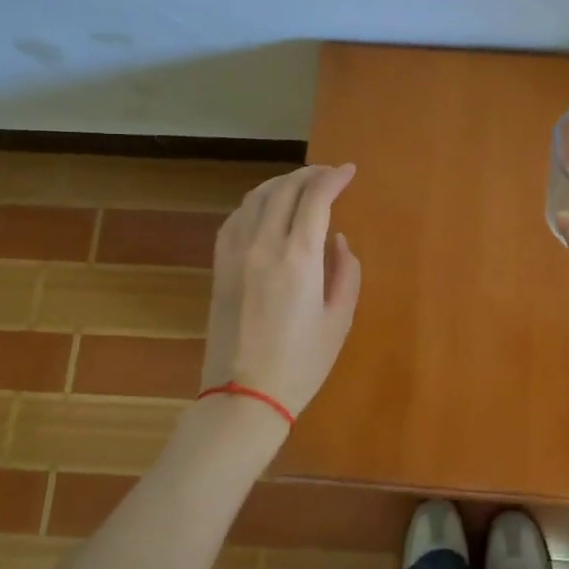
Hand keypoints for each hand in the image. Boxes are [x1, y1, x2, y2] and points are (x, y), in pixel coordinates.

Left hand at [200, 163, 362, 420]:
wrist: (243, 396)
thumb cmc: (301, 363)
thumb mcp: (339, 319)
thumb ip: (346, 271)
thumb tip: (336, 240)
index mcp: (297, 258)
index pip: (315, 198)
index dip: (333, 178)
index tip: (349, 171)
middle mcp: (262, 245)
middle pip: (284, 189)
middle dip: (309, 174)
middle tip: (329, 174)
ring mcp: (235, 254)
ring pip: (256, 197)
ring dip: (282, 183)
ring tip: (301, 185)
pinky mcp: (219, 266)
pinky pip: (236, 218)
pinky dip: (256, 202)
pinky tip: (267, 208)